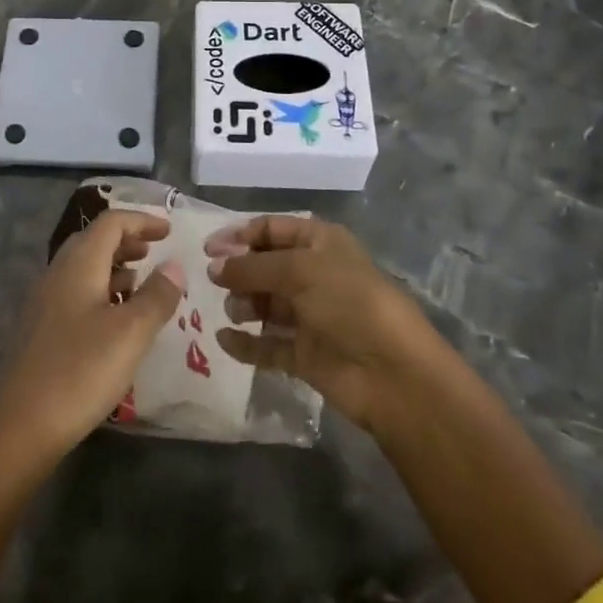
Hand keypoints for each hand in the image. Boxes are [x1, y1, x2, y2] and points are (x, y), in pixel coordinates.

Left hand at [0, 208, 186, 466]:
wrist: (19, 426)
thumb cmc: (80, 371)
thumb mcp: (131, 334)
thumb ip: (156, 296)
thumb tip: (174, 265)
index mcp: (78, 264)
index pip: (111, 222)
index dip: (142, 220)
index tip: (170, 231)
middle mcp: (57, 273)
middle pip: (94, 241)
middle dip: (127, 241)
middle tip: (155, 254)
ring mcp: (43, 301)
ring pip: (83, 268)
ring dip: (114, 268)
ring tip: (141, 285)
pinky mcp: (39, 329)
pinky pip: (75, 293)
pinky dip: (101, 292)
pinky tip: (115, 321)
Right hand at [207, 214, 447, 434]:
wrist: (394, 373)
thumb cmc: (350, 302)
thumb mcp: (300, 270)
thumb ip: (251, 267)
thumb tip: (213, 267)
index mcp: (320, 243)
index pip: (271, 229)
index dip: (239, 235)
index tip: (208, 249)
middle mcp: (314, 275)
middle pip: (265, 266)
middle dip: (239, 271)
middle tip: (214, 281)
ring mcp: (310, 316)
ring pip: (265, 304)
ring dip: (243, 304)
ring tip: (235, 311)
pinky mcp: (305, 354)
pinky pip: (267, 345)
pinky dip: (246, 344)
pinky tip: (224, 340)